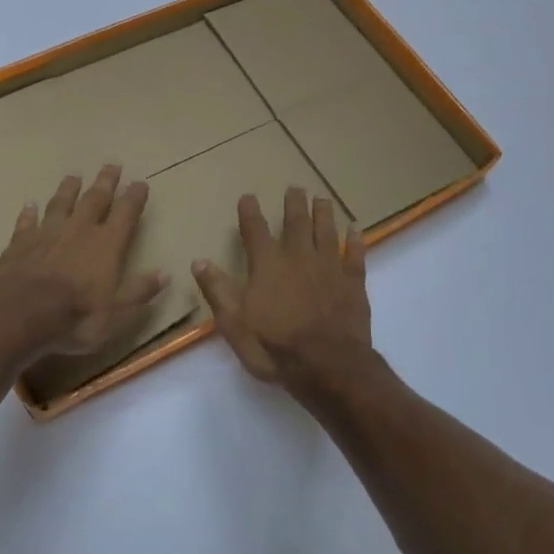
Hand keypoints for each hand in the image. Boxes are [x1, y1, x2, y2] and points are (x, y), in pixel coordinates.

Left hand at [0, 164, 166, 357]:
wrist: (20, 314)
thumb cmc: (76, 316)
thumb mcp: (117, 313)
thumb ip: (140, 291)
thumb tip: (165, 274)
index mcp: (107, 244)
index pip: (126, 213)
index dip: (134, 197)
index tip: (140, 182)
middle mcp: (79, 230)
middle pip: (95, 199)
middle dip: (105, 182)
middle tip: (112, 165)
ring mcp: (47, 234)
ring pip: (60, 204)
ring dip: (68, 190)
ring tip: (73, 176)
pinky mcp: (20, 244)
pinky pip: (27, 223)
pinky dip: (29, 213)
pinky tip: (30, 205)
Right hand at [193, 187, 369, 382]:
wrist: (328, 366)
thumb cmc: (275, 347)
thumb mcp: (234, 324)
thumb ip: (218, 290)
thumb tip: (198, 261)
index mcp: (268, 265)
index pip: (255, 230)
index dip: (250, 212)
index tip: (248, 197)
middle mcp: (298, 257)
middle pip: (296, 223)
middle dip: (294, 204)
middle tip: (295, 188)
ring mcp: (329, 267)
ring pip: (326, 231)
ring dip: (323, 214)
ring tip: (322, 199)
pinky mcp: (353, 282)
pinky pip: (355, 255)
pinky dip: (355, 240)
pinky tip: (355, 229)